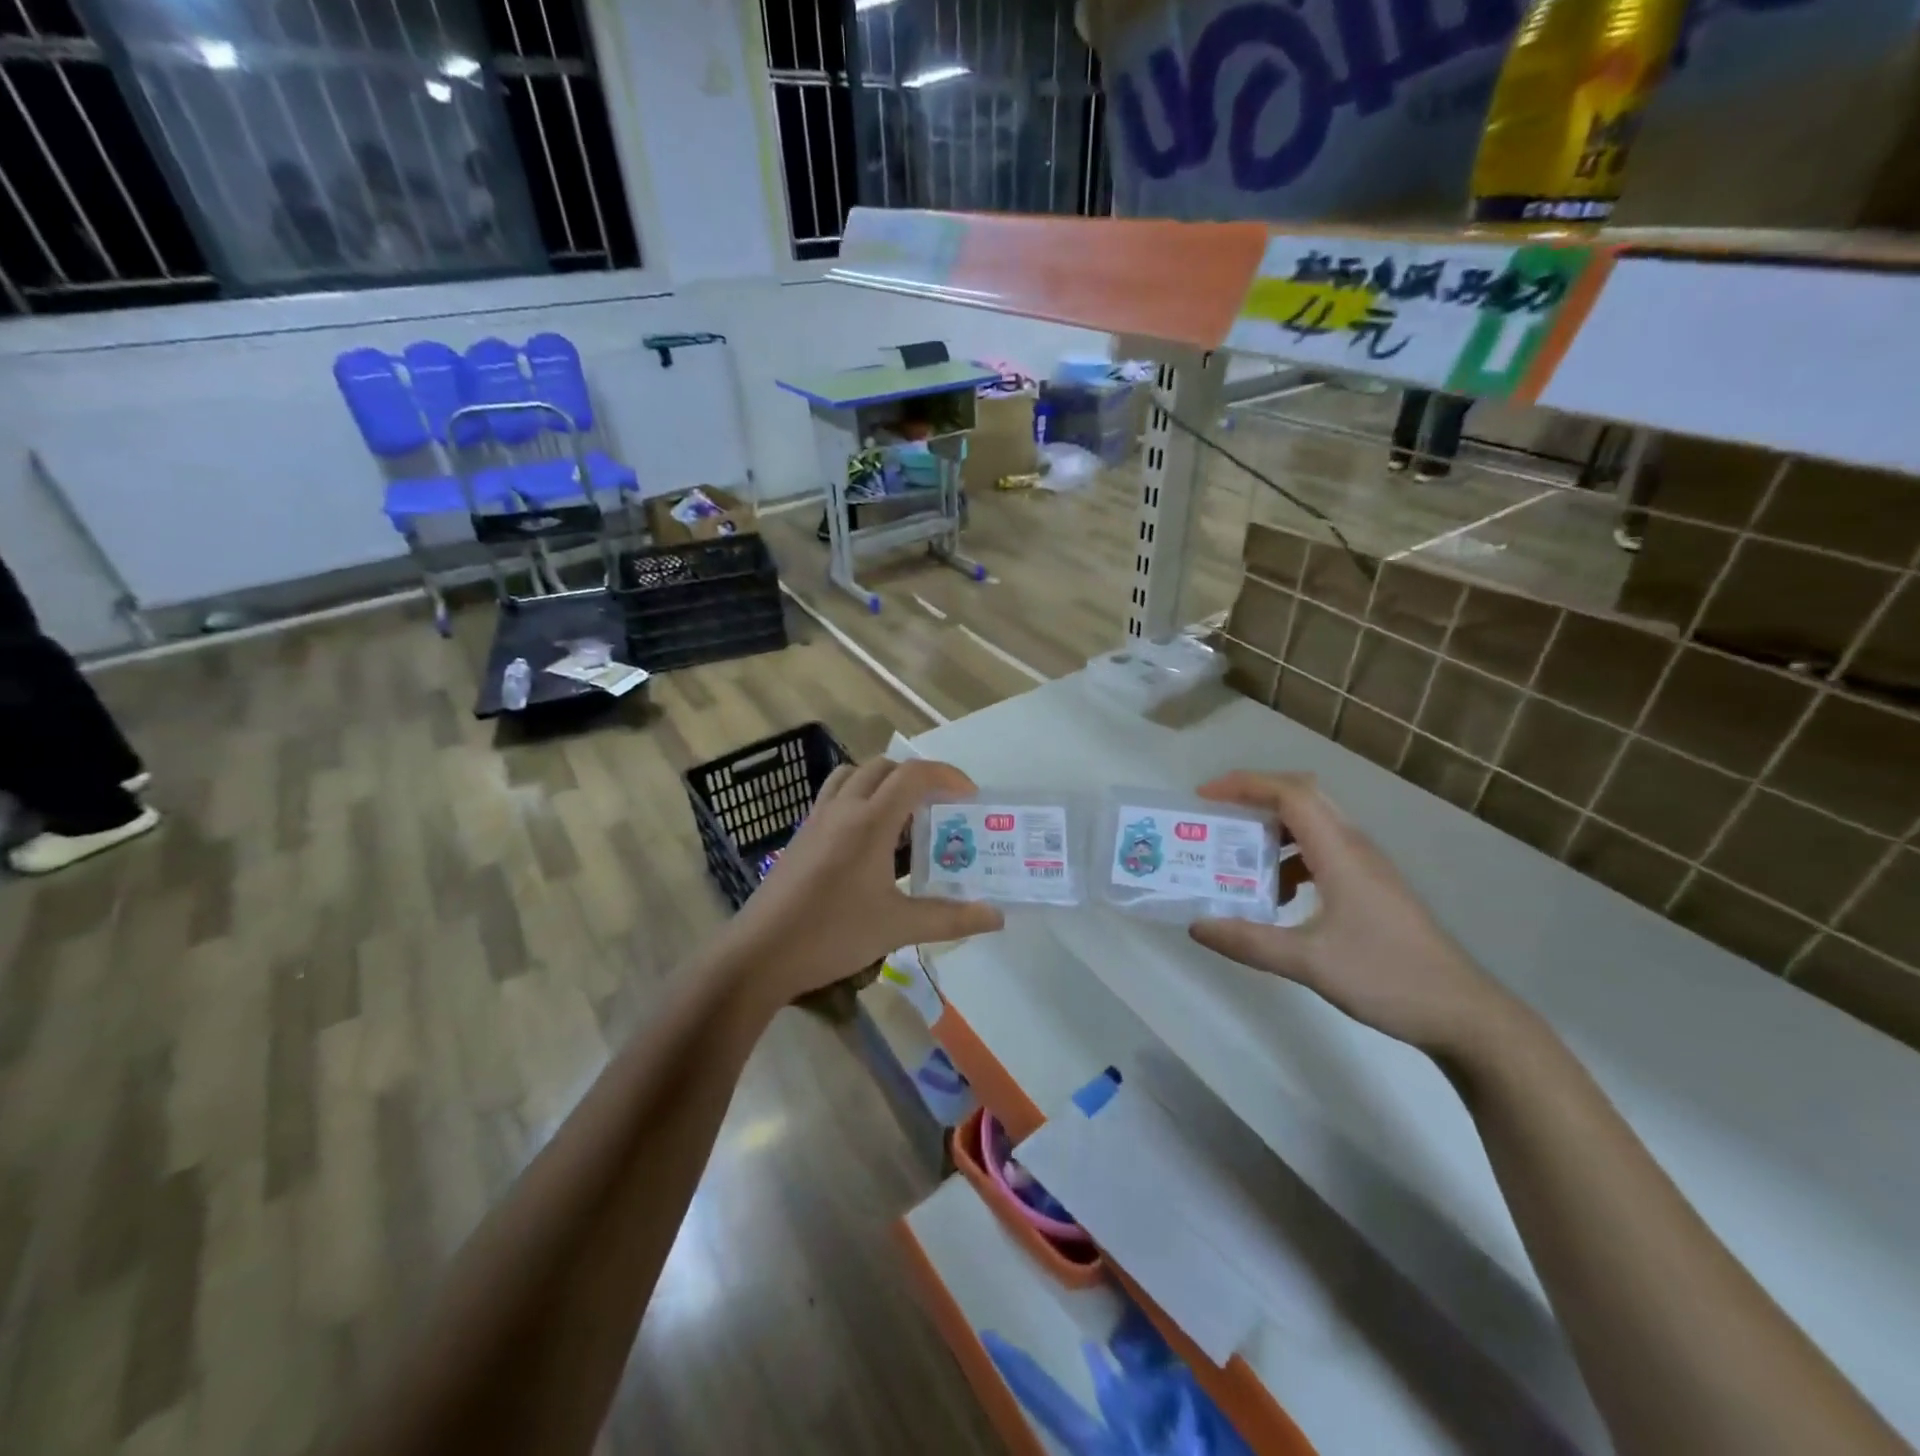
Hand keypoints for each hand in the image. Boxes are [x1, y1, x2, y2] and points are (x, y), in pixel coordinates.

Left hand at [716, 757, 1003, 1006]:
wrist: (759, 954)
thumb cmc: (831, 934)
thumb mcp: (897, 927)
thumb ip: (950, 918)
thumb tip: (997, 917)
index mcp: (869, 821)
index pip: (913, 775)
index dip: (947, 776)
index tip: (970, 797)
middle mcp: (842, 809)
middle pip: (884, 768)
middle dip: (918, 778)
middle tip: (940, 808)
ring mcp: (816, 819)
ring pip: (853, 776)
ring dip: (883, 782)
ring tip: (903, 816)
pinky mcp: (800, 835)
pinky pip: (834, 796)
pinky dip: (859, 798)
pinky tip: (868, 840)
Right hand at [1188, 771, 1516, 1056]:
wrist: (1464, 1013)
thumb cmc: (1387, 977)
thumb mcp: (1309, 962)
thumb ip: (1249, 941)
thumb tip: (1196, 924)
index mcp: (1340, 852)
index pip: (1290, 794)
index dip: (1244, 785)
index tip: (1203, 797)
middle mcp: (1354, 847)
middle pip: (1302, 797)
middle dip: (1254, 798)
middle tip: (1215, 817)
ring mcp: (1367, 866)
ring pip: (1313, 825)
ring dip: (1272, 830)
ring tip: (1237, 858)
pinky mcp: (1372, 886)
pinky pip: (1322, 851)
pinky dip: (1290, 858)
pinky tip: (1277, 896)